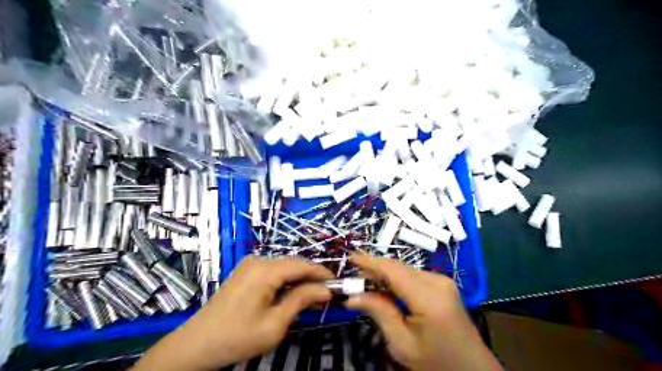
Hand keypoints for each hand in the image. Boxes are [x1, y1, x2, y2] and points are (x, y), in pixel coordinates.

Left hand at [133, 258, 333, 370]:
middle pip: (293, 264)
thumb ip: (301, 301)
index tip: (337, 283)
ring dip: (299, 280)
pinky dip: (286, 281)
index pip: (302, 265)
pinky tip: (293, 294)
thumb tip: (325, 290)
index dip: (321, 273)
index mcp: (265, 270)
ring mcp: (250, 265)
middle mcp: (258, 261)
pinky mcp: (246, 272)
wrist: (196, 344)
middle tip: (327, 293)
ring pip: (284, 268)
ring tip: (313, 296)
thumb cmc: (237, 337)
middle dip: (311, 277)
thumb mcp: (274, 324)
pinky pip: (273, 272)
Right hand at [348, 254, 498, 369]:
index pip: (393, 270)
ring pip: (405, 270)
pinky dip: (397, 279)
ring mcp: (443, 281)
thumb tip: (352, 296)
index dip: (370, 261)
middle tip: (353, 277)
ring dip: (385, 274)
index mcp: (429, 298)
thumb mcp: (403, 344)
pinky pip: (413, 276)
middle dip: (374, 268)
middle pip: (399, 267)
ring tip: (365, 282)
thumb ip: (379, 313)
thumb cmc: (436, 363)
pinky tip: (385, 288)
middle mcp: (437, 281)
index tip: (350, 257)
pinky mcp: (443, 284)